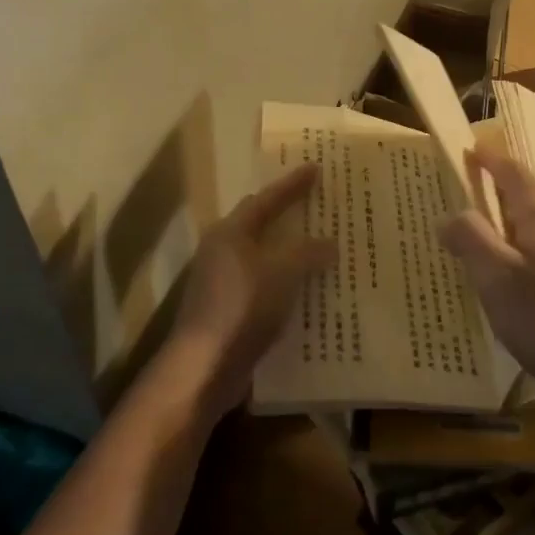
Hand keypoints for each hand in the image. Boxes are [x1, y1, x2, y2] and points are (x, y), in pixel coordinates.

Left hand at [155, 164, 332, 426]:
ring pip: (264, 258)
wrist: (205, 367)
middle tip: (317, 205)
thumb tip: (329, 243)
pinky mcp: (229, 312)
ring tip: (322, 249)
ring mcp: (222, 284)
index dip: (292, 184)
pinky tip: (309, 293)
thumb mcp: (283, 273)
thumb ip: (308, 253)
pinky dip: (286, 284)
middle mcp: (222, 252)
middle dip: (288, 215)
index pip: (266, 199)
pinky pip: (264, 287)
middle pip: (260, 225)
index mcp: (231, 233)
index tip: (315, 168)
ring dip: (290, 253)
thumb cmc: (243, 308)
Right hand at [441, 150, 534, 418]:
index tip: (471, 152)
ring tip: (500, 263)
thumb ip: (471, 240)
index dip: (490, 160)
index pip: (512, 172)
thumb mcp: (497, 281)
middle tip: (473, 222)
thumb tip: (451, 215)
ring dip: (522, 237)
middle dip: (502, 204)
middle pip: (532, 201)